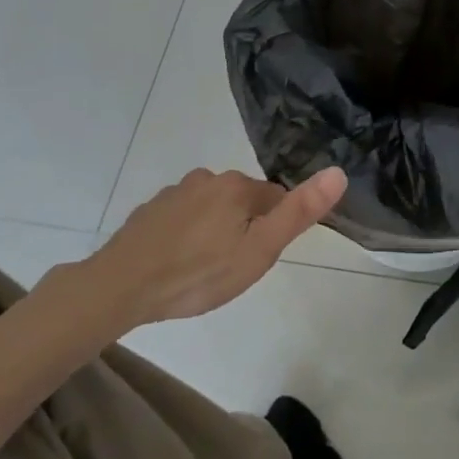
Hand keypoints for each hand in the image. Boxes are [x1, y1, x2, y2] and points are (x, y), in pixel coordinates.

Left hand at [86, 167, 346, 326]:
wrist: (121, 287)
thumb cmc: (199, 273)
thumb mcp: (259, 251)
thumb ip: (298, 212)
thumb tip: (338, 171)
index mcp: (238, 187)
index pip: (275, 198)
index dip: (274, 229)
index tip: (261, 258)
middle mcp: (208, 179)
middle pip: (242, 202)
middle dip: (244, 229)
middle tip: (233, 269)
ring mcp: (175, 192)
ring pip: (211, 209)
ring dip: (214, 231)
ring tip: (203, 270)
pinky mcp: (150, 210)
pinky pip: (182, 218)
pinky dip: (186, 235)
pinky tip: (177, 263)